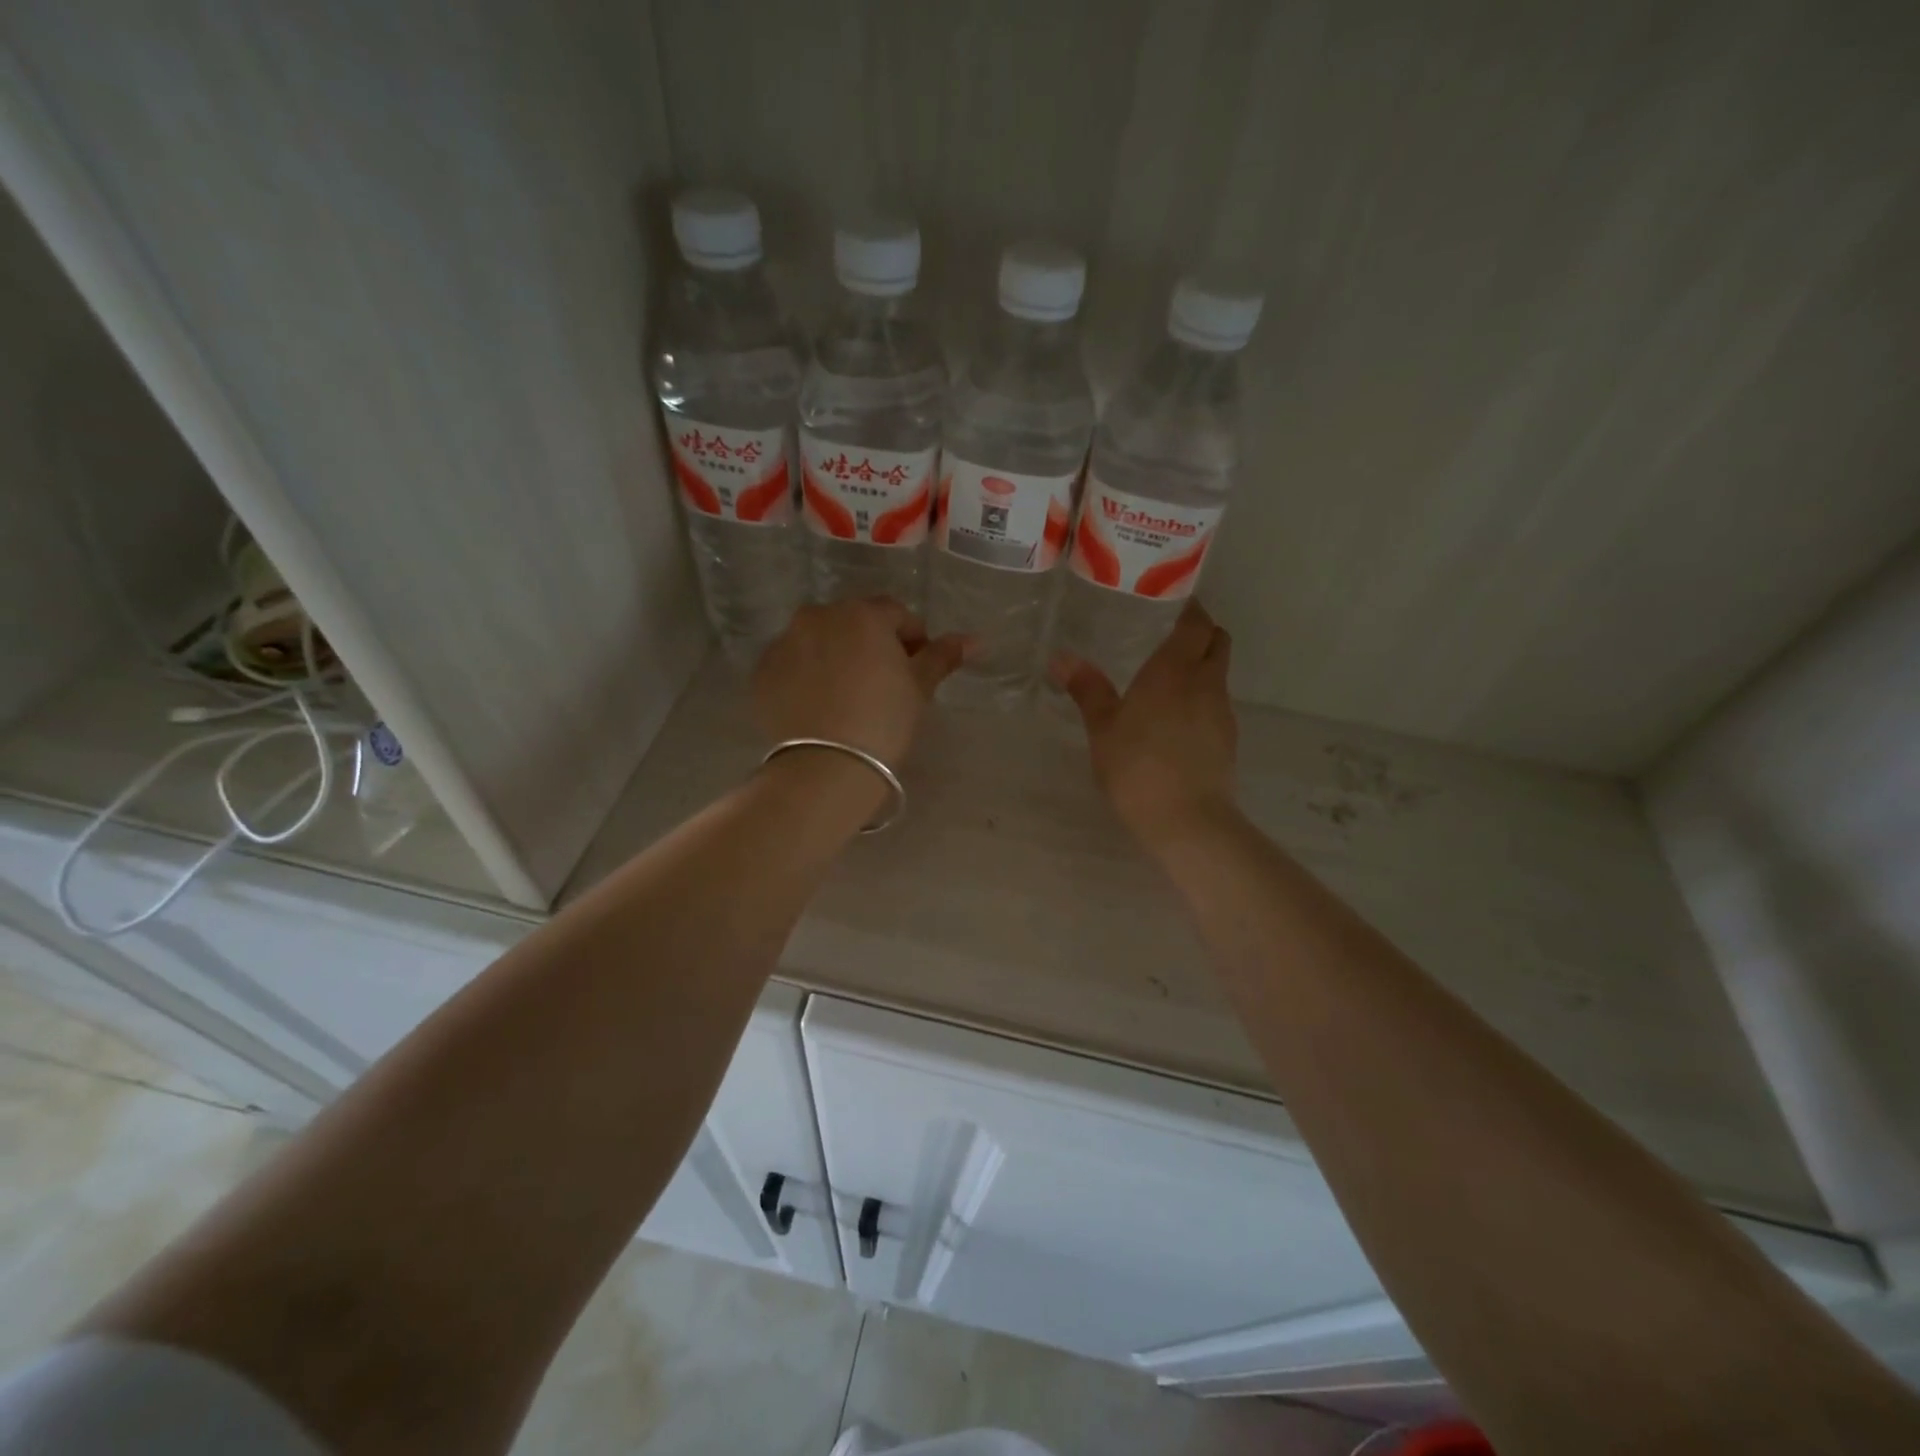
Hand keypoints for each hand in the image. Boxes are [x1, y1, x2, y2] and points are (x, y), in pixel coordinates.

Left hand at [753, 599, 965, 768]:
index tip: (917, 670)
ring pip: (820, 640)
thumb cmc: (883, 722)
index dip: (912, 640)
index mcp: (862, 614)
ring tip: (848, 695)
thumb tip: (974, 639)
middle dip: (871, 644)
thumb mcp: (919, 689)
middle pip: (854, 622)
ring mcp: (784, 642)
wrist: (824, 767)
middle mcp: (818, 616)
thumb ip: (942, 657)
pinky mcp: (762, 671)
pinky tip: (818, 706)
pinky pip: (792, 664)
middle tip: (884, 683)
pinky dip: (806, 675)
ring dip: (837, 656)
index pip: (897, 615)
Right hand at [1050, 600, 1239, 846]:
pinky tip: (1178, 720)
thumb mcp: (1103, 728)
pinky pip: (1216, 705)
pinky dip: (1202, 699)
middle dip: (1203, 633)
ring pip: (1218, 675)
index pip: (1196, 624)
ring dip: (1202, 668)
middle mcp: (1205, 682)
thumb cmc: (1136, 765)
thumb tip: (1061, 657)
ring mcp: (1222, 712)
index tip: (1176, 604)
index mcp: (1174, 670)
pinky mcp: (1228, 740)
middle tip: (1173, 636)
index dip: (1191, 610)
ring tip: (1169, 681)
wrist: (1186, 819)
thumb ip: (1087, 689)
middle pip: (1217, 643)